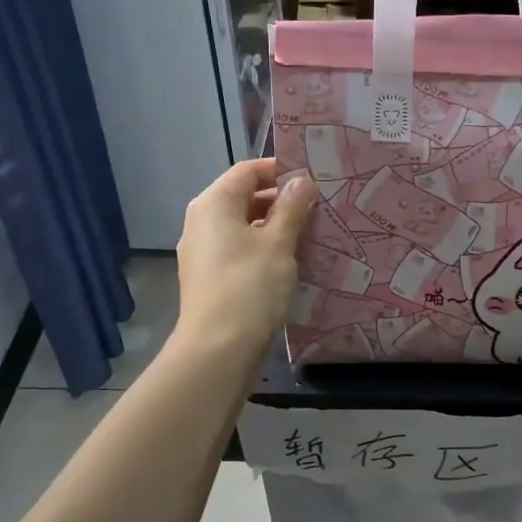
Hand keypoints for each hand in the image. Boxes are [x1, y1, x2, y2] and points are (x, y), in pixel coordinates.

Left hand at [173, 158, 315, 357]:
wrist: (218, 351)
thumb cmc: (249, 287)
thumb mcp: (278, 243)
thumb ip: (292, 207)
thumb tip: (303, 180)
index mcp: (214, 204)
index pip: (248, 171)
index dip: (280, 170)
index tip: (313, 179)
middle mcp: (202, 222)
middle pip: (244, 197)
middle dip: (281, 200)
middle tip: (319, 207)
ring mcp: (203, 252)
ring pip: (244, 226)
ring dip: (276, 227)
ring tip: (312, 234)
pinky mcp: (210, 277)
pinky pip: (240, 250)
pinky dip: (264, 249)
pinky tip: (292, 261)